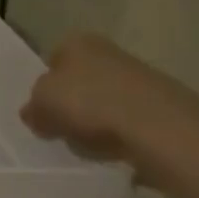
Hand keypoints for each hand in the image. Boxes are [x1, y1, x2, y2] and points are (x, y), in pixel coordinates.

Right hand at [20, 33, 198, 166]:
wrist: (160, 129)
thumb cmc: (90, 104)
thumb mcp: (41, 104)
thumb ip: (33, 108)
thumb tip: (34, 114)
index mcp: (78, 42)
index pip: (52, 60)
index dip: (45, 87)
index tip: (42, 112)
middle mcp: (110, 52)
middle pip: (81, 81)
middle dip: (73, 106)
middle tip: (63, 131)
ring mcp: (142, 79)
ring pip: (106, 103)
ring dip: (98, 124)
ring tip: (92, 149)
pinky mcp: (165, 108)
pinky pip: (131, 124)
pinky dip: (123, 138)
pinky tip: (118, 155)